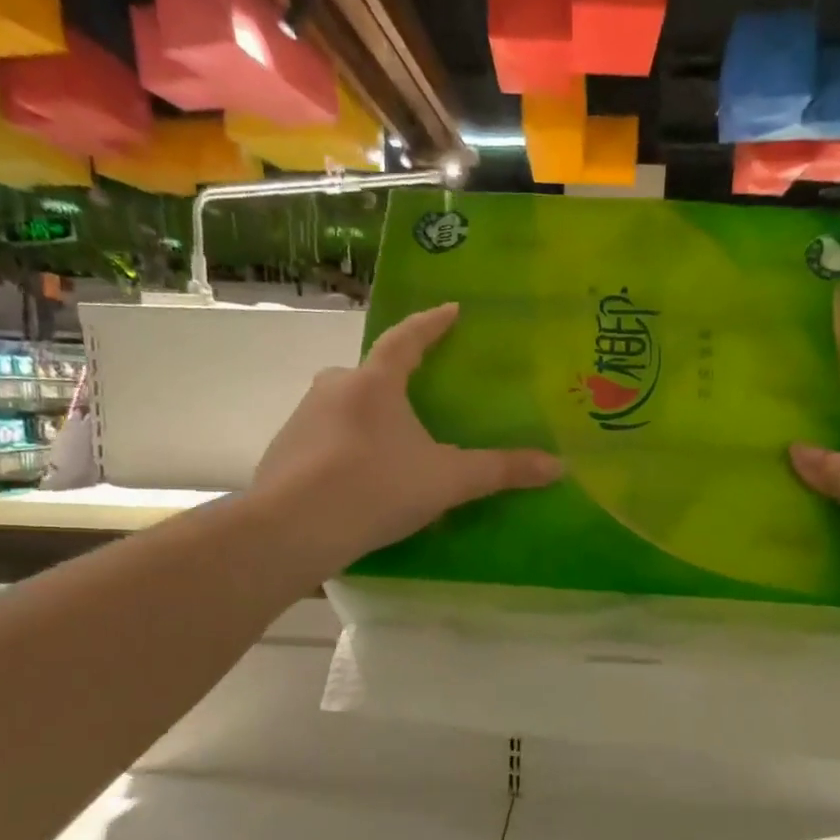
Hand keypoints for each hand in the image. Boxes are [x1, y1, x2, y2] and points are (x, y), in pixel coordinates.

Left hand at [250, 302, 562, 581]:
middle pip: (367, 373)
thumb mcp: (448, 480)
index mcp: (375, 383)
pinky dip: (341, 448)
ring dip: (364, 417)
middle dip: (391, 379)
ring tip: (388, 447)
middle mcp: (333, 389)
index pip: (407, 339)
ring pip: (340, 406)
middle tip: (414, 396)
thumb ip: (501, 471)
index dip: (432, 323)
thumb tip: (558, 466)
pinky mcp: (282, 454)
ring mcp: (300, 420)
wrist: (294, 529)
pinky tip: (355, 479)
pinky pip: (320, 439)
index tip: (450, 309)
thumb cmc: (377, 488)